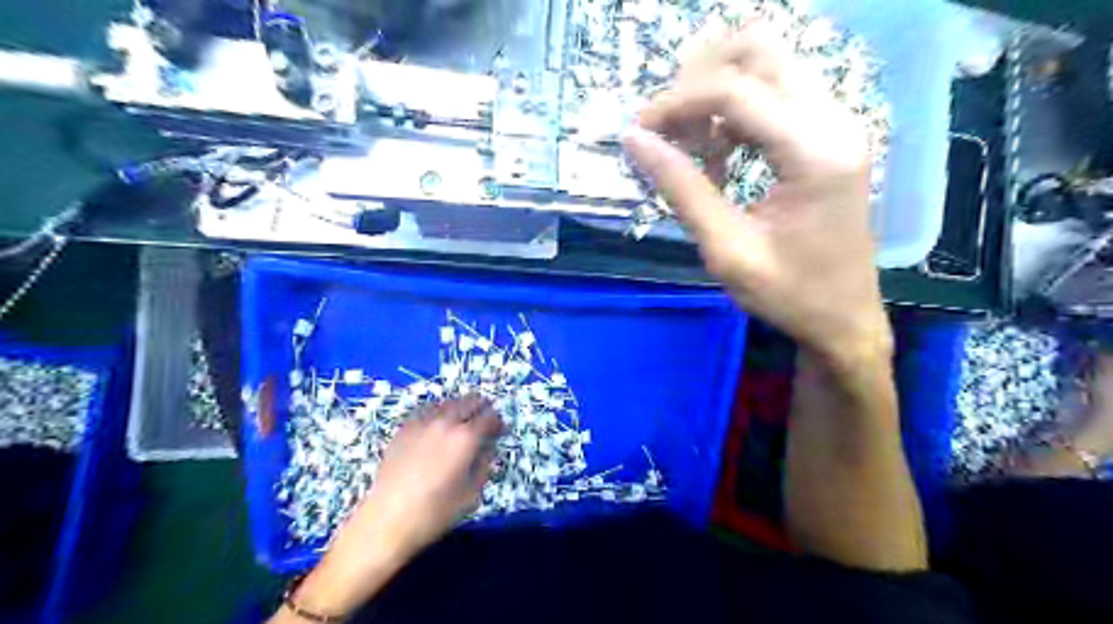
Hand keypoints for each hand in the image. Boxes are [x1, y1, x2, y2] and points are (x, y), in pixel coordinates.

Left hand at [335, 392, 500, 558]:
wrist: (387, 520)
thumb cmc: (435, 512)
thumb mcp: (472, 494)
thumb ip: (484, 465)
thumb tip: (487, 449)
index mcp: (466, 438)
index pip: (489, 417)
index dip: (498, 422)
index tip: (500, 431)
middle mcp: (446, 423)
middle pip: (469, 402)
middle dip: (481, 409)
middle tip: (484, 422)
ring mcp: (422, 423)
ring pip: (448, 403)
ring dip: (460, 409)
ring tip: (461, 423)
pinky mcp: (404, 429)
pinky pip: (427, 411)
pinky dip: (439, 414)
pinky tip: (437, 428)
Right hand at [630, 24, 892, 366]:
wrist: (844, 320)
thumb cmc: (788, 295)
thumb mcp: (726, 249)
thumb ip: (682, 189)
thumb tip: (635, 141)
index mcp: (815, 152)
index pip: (736, 91)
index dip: (676, 102)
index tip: (638, 131)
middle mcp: (835, 121)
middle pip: (760, 50)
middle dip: (699, 76)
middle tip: (665, 124)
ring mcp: (837, 123)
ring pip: (768, 64)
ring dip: (716, 91)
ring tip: (686, 143)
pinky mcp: (829, 135)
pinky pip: (776, 94)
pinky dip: (735, 111)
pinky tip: (718, 154)